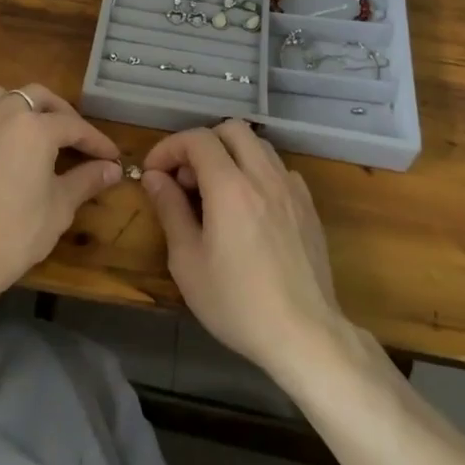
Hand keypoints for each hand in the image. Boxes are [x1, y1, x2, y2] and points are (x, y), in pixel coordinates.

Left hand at [0, 84, 120, 326]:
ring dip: (21, 108)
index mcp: (33, 128)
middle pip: (37, 96)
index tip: (111, 156)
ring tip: (31, 133)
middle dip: (60, 113)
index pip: (74, 126)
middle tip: (74, 138)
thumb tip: (112, 169)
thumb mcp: (58, 208)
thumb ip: (86, 180)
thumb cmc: (13, 235)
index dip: (96, 141)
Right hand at [141, 121, 348, 383]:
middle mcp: (264, 177)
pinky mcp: (309, 208)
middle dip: (202, 144)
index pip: (197, 139)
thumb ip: (170, 210)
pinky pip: (279, 171)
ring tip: (215, 192)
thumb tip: (155, 178)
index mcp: (231, 187)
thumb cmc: (237, 302)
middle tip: (186, 179)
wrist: (305, 335)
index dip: (169, 148)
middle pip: (231, 129)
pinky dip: (257, 174)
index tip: (154, 173)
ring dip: (231, 156)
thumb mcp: (187, 261)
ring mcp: (292, 190)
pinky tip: (249, 208)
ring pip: (259, 146)